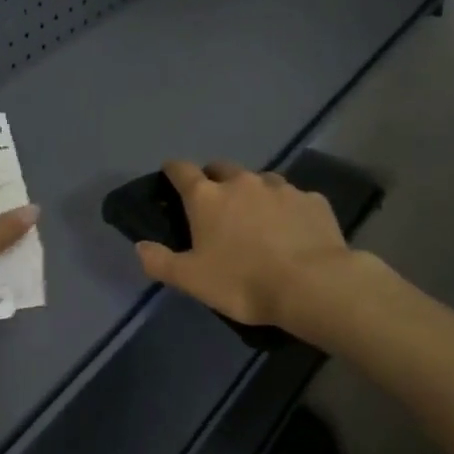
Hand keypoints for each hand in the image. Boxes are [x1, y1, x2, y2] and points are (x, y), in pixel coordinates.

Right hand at [135, 160, 349, 328]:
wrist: (313, 286)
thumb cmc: (243, 282)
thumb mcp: (192, 280)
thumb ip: (160, 261)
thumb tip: (140, 246)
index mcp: (207, 197)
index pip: (181, 170)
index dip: (173, 171)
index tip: (170, 175)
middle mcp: (242, 182)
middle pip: (221, 168)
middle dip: (214, 179)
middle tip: (215, 203)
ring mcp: (281, 188)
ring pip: (260, 180)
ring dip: (252, 192)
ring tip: (256, 217)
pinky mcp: (313, 200)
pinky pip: (293, 198)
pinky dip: (286, 208)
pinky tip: (292, 230)